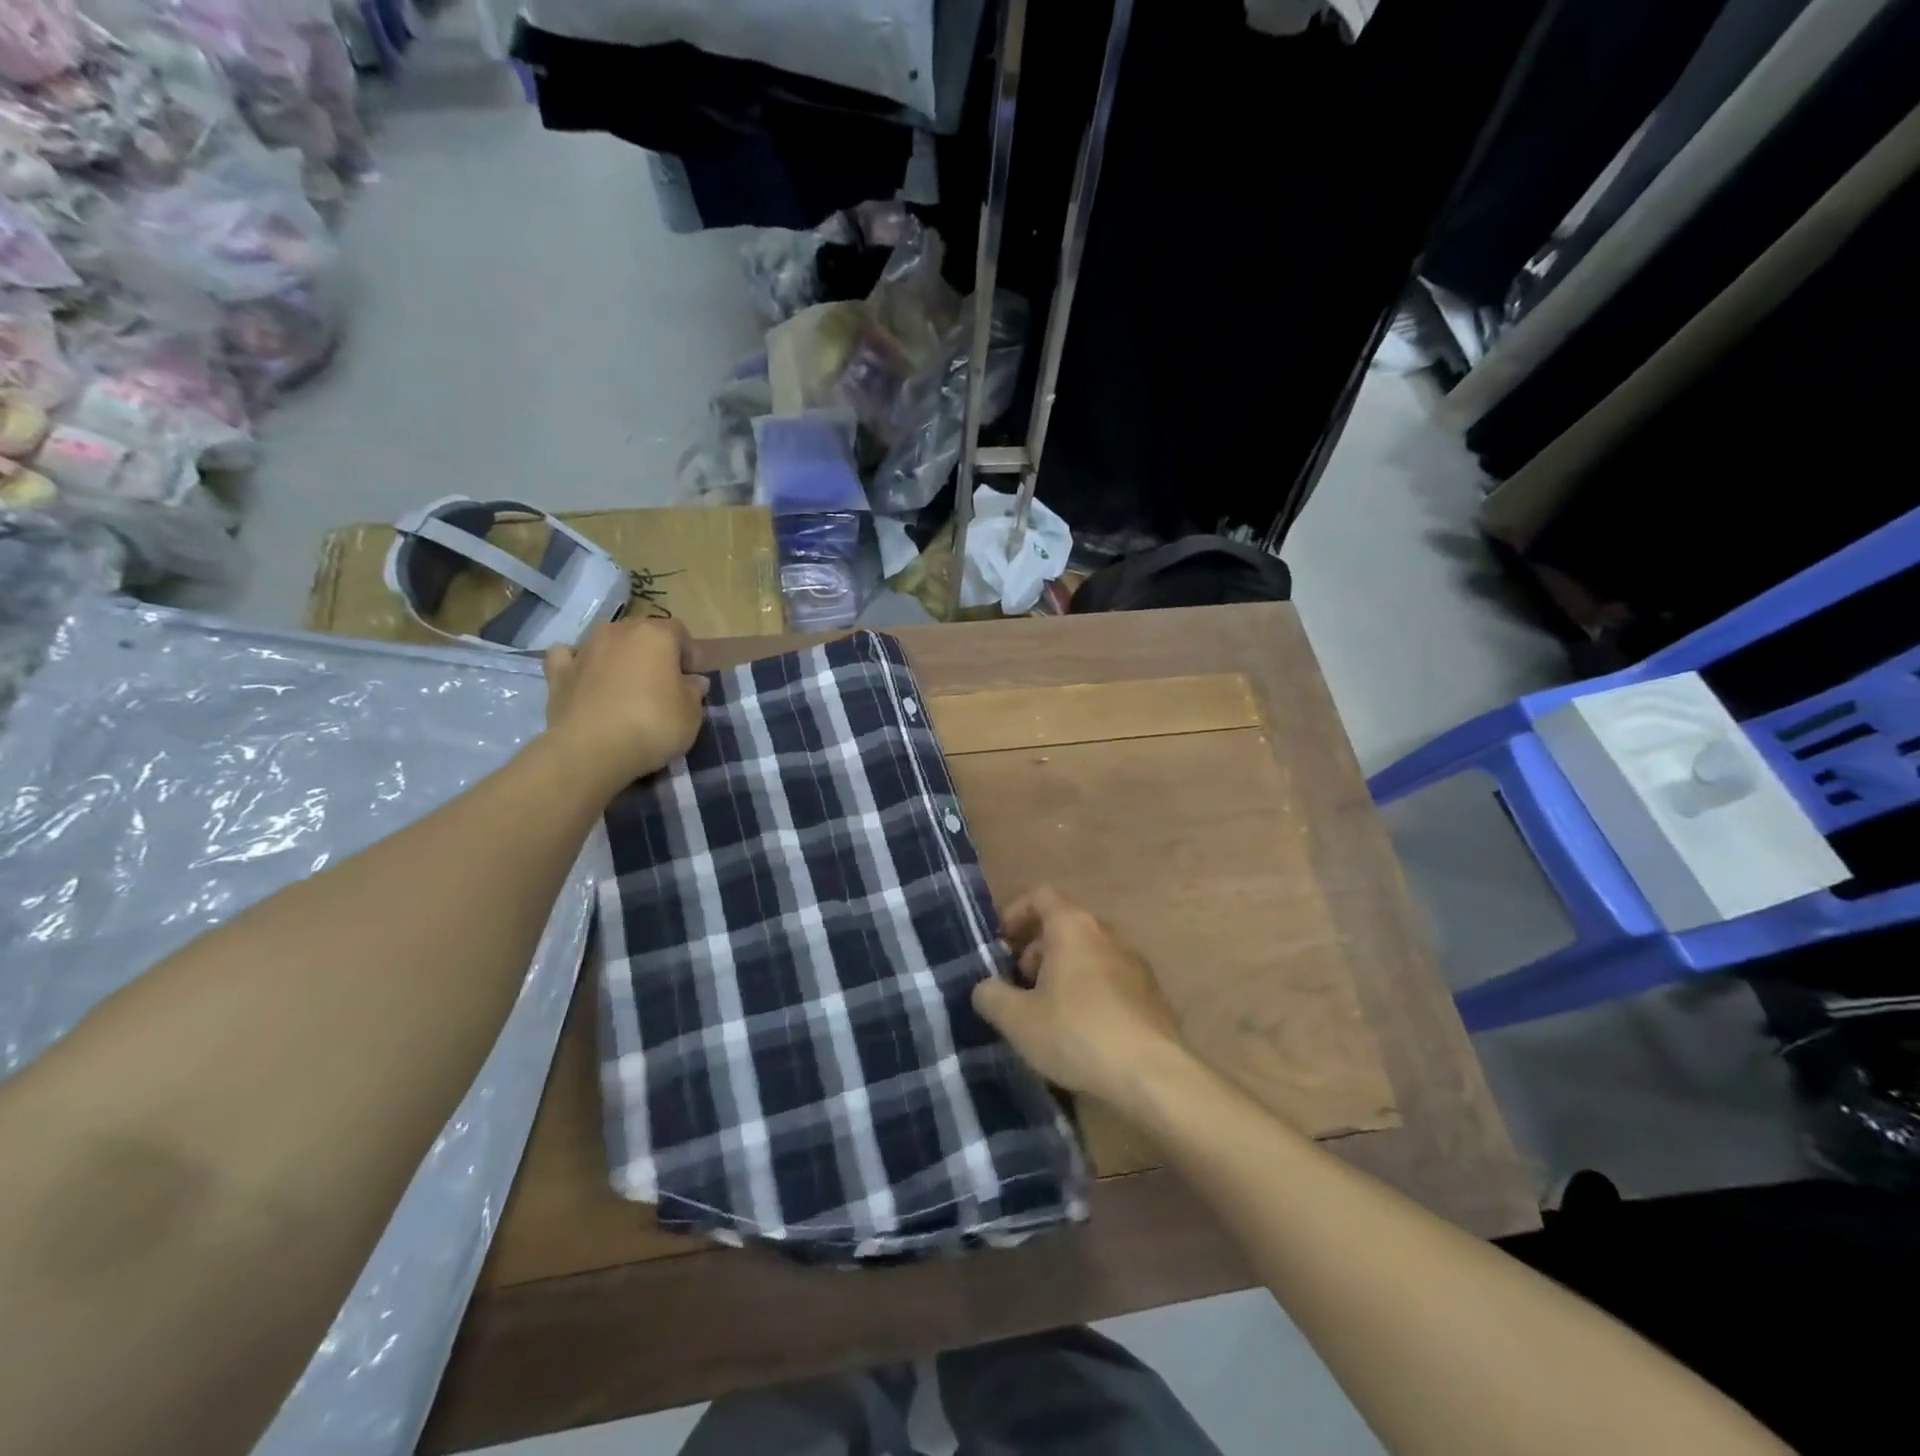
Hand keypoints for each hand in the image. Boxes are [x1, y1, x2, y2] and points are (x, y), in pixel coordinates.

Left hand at [541, 618, 709, 790]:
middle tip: (662, 684)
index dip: (688, 653)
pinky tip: (584, 677)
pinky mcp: (558, 673)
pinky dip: (577, 663)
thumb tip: (693, 681)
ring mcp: (585, 649)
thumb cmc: (653, 725)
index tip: (692, 679)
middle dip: (653, 653)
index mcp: (655, 635)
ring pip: (606, 642)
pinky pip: (568, 657)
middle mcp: (618, 632)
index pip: (679, 631)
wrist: (592, 750)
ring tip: (626, 686)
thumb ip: (693, 692)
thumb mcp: (691, 714)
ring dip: (618, 657)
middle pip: (641, 633)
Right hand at [972, 885, 1191, 1110]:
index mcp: (1073, 926)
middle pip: (1064, 925)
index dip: (1015, 913)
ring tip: (1047, 1012)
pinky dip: (1088, 990)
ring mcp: (1134, 961)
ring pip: (1087, 952)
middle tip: (1020, 986)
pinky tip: (1080, 1030)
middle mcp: (1106, 933)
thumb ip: (991, 996)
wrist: (1151, 1073)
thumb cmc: (1076, 1033)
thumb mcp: (1017, 1019)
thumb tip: (986, 987)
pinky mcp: (1150, 992)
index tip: (1000, 944)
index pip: (1040, 896)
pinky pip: (1109, 977)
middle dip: (1036, 949)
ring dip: (1062, 971)